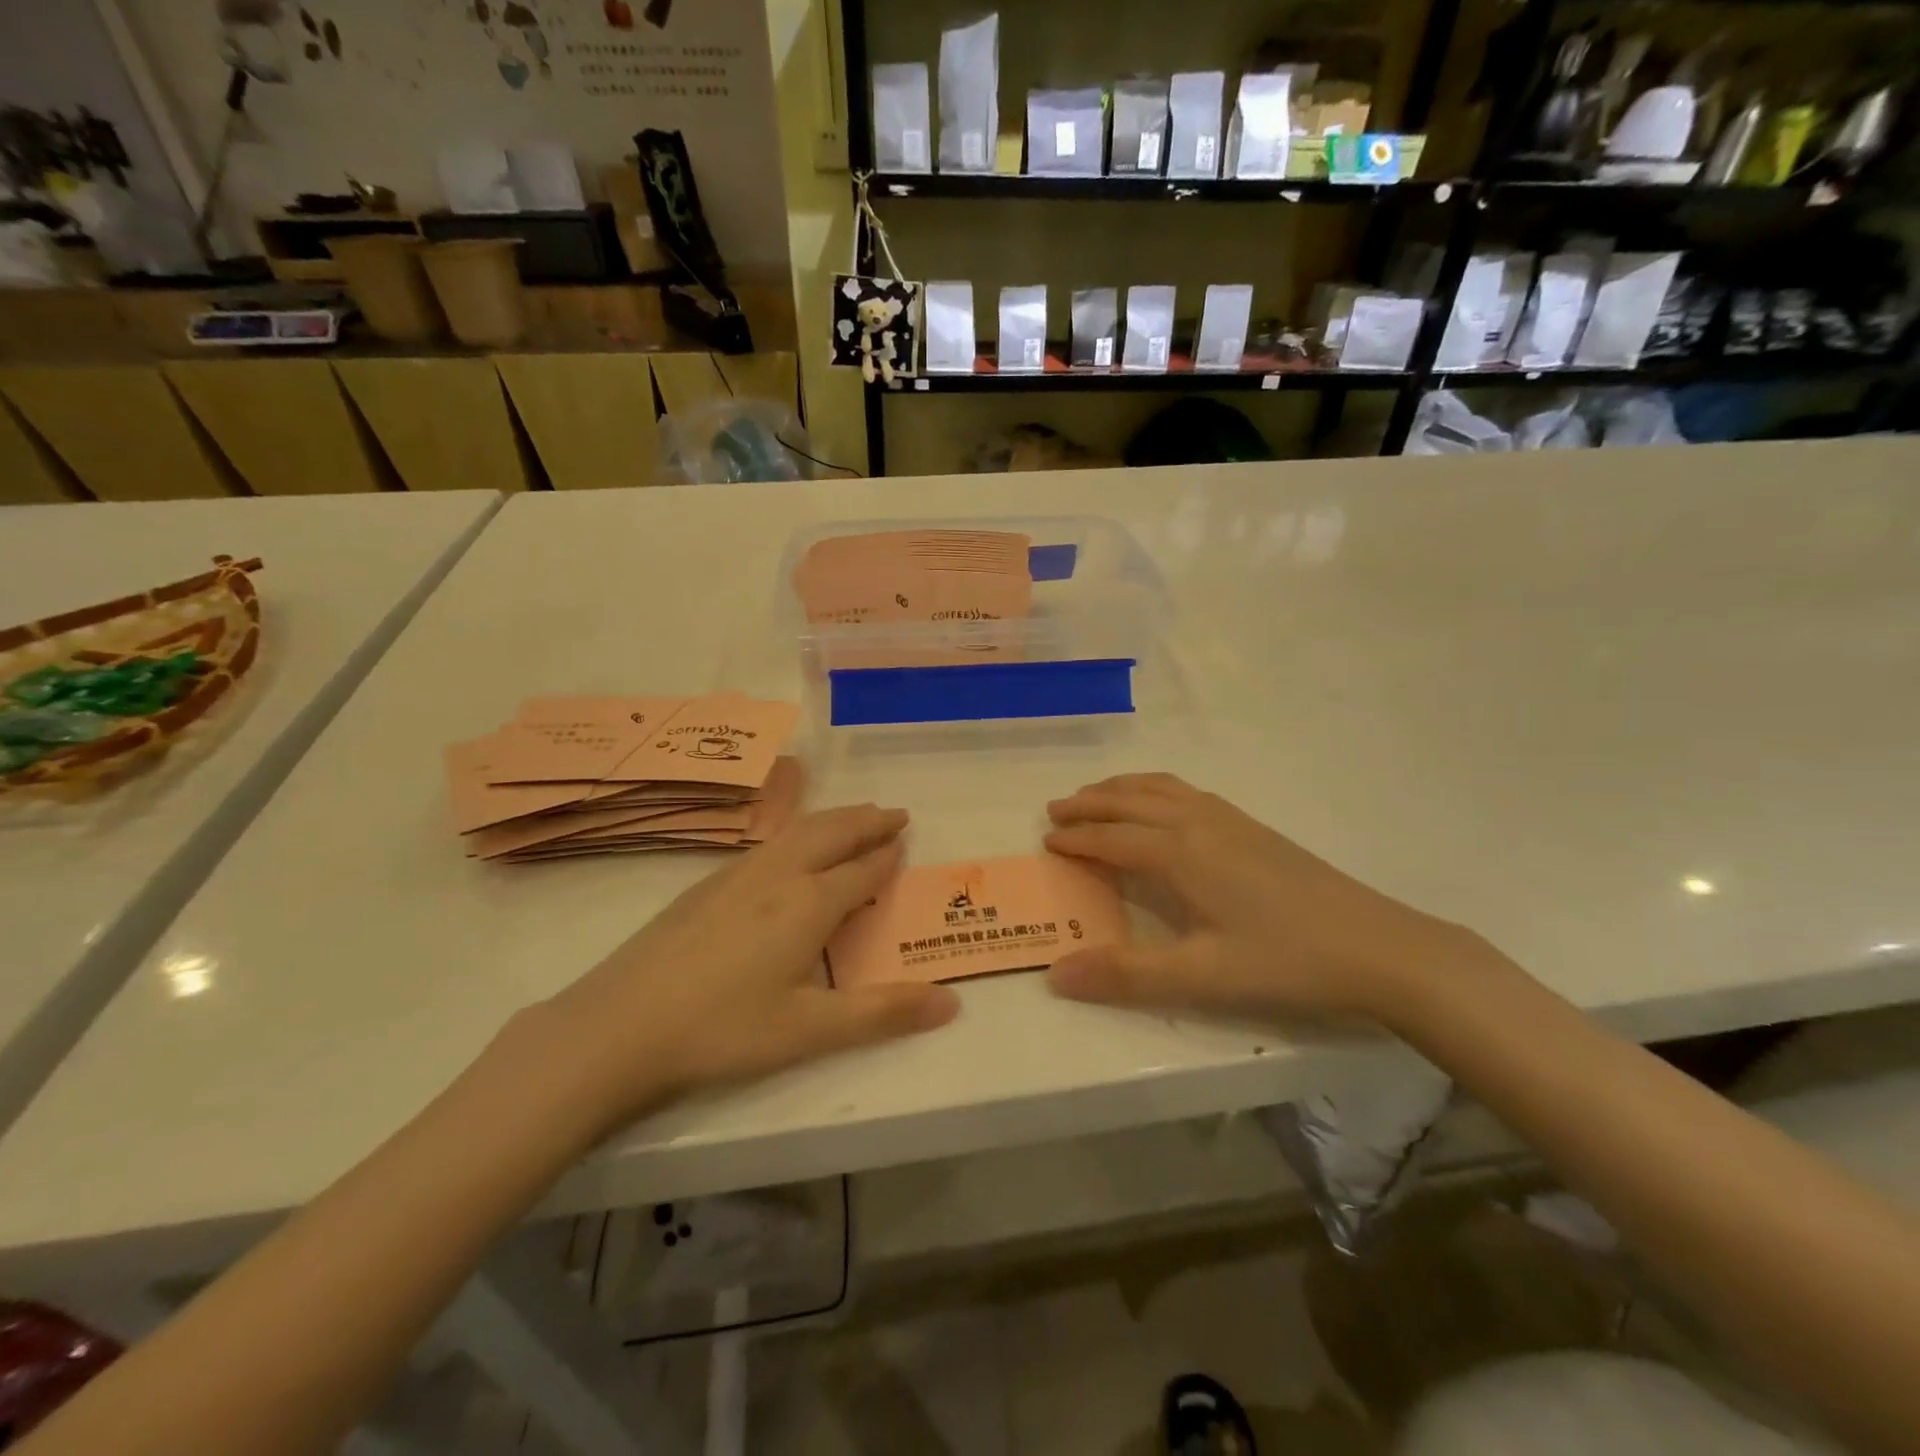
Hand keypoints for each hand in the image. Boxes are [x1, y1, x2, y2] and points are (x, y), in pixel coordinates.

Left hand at [535, 806, 958, 1135]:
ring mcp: (737, 875)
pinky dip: (799, 831)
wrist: (618, 1027)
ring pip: (798, 831)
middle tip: (894, 814)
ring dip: (834, 819)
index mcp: (809, 904)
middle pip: (832, 834)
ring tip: (854, 817)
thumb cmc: (723, 1031)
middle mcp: (778, 876)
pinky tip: (789, 846)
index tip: (907, 839)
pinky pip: (769, 842)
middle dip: (867, 821)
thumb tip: (952, 1003)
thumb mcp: (810, 1030)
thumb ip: (883, 1014)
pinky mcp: (706, 884)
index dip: (887, 855)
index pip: (862, 869)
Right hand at [1044, 774, 1475, 1024]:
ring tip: (1097, 796)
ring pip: (1162, 789)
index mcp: (1181, 853)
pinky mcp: (1254, 828)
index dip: (1077, 838)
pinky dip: (1156, 790)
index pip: (1113, 837)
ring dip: (1122, 789)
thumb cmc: (1286, 961)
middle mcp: (1200, 823)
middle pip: (1132, 800)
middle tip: (1056, 809)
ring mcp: (1231, 820)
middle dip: (1090, 803)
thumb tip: (1056, 974)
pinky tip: (1163, 808)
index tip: (1046, 840)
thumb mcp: (1201, 978)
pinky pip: (1187, 793)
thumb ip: (1126, 975)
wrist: (1379, 947)